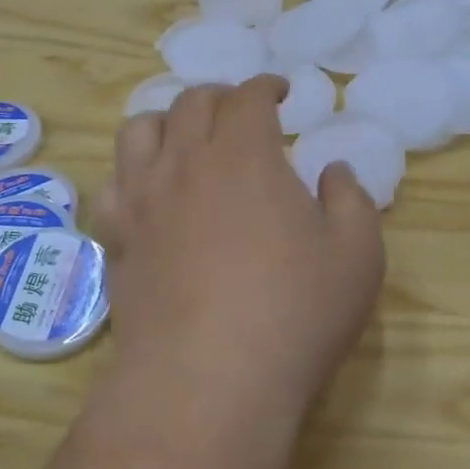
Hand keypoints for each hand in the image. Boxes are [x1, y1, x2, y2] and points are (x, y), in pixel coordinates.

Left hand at [96, 75, 385, 435]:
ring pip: (139, 131)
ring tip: (186, 138)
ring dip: (167, 120)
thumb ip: (351, 200)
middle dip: (220, 97)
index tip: (280, 93)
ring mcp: (143, 201)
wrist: (207, 382)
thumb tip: (333, 171)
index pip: (247, 97)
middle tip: (240, 112)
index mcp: (244, 155)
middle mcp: (186, 163)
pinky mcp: (119, 240)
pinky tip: (148, 192)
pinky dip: (131, 173)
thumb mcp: (357, 255)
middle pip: (191, 103)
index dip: (265, 87)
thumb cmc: (293, 313)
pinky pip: (112, 185)